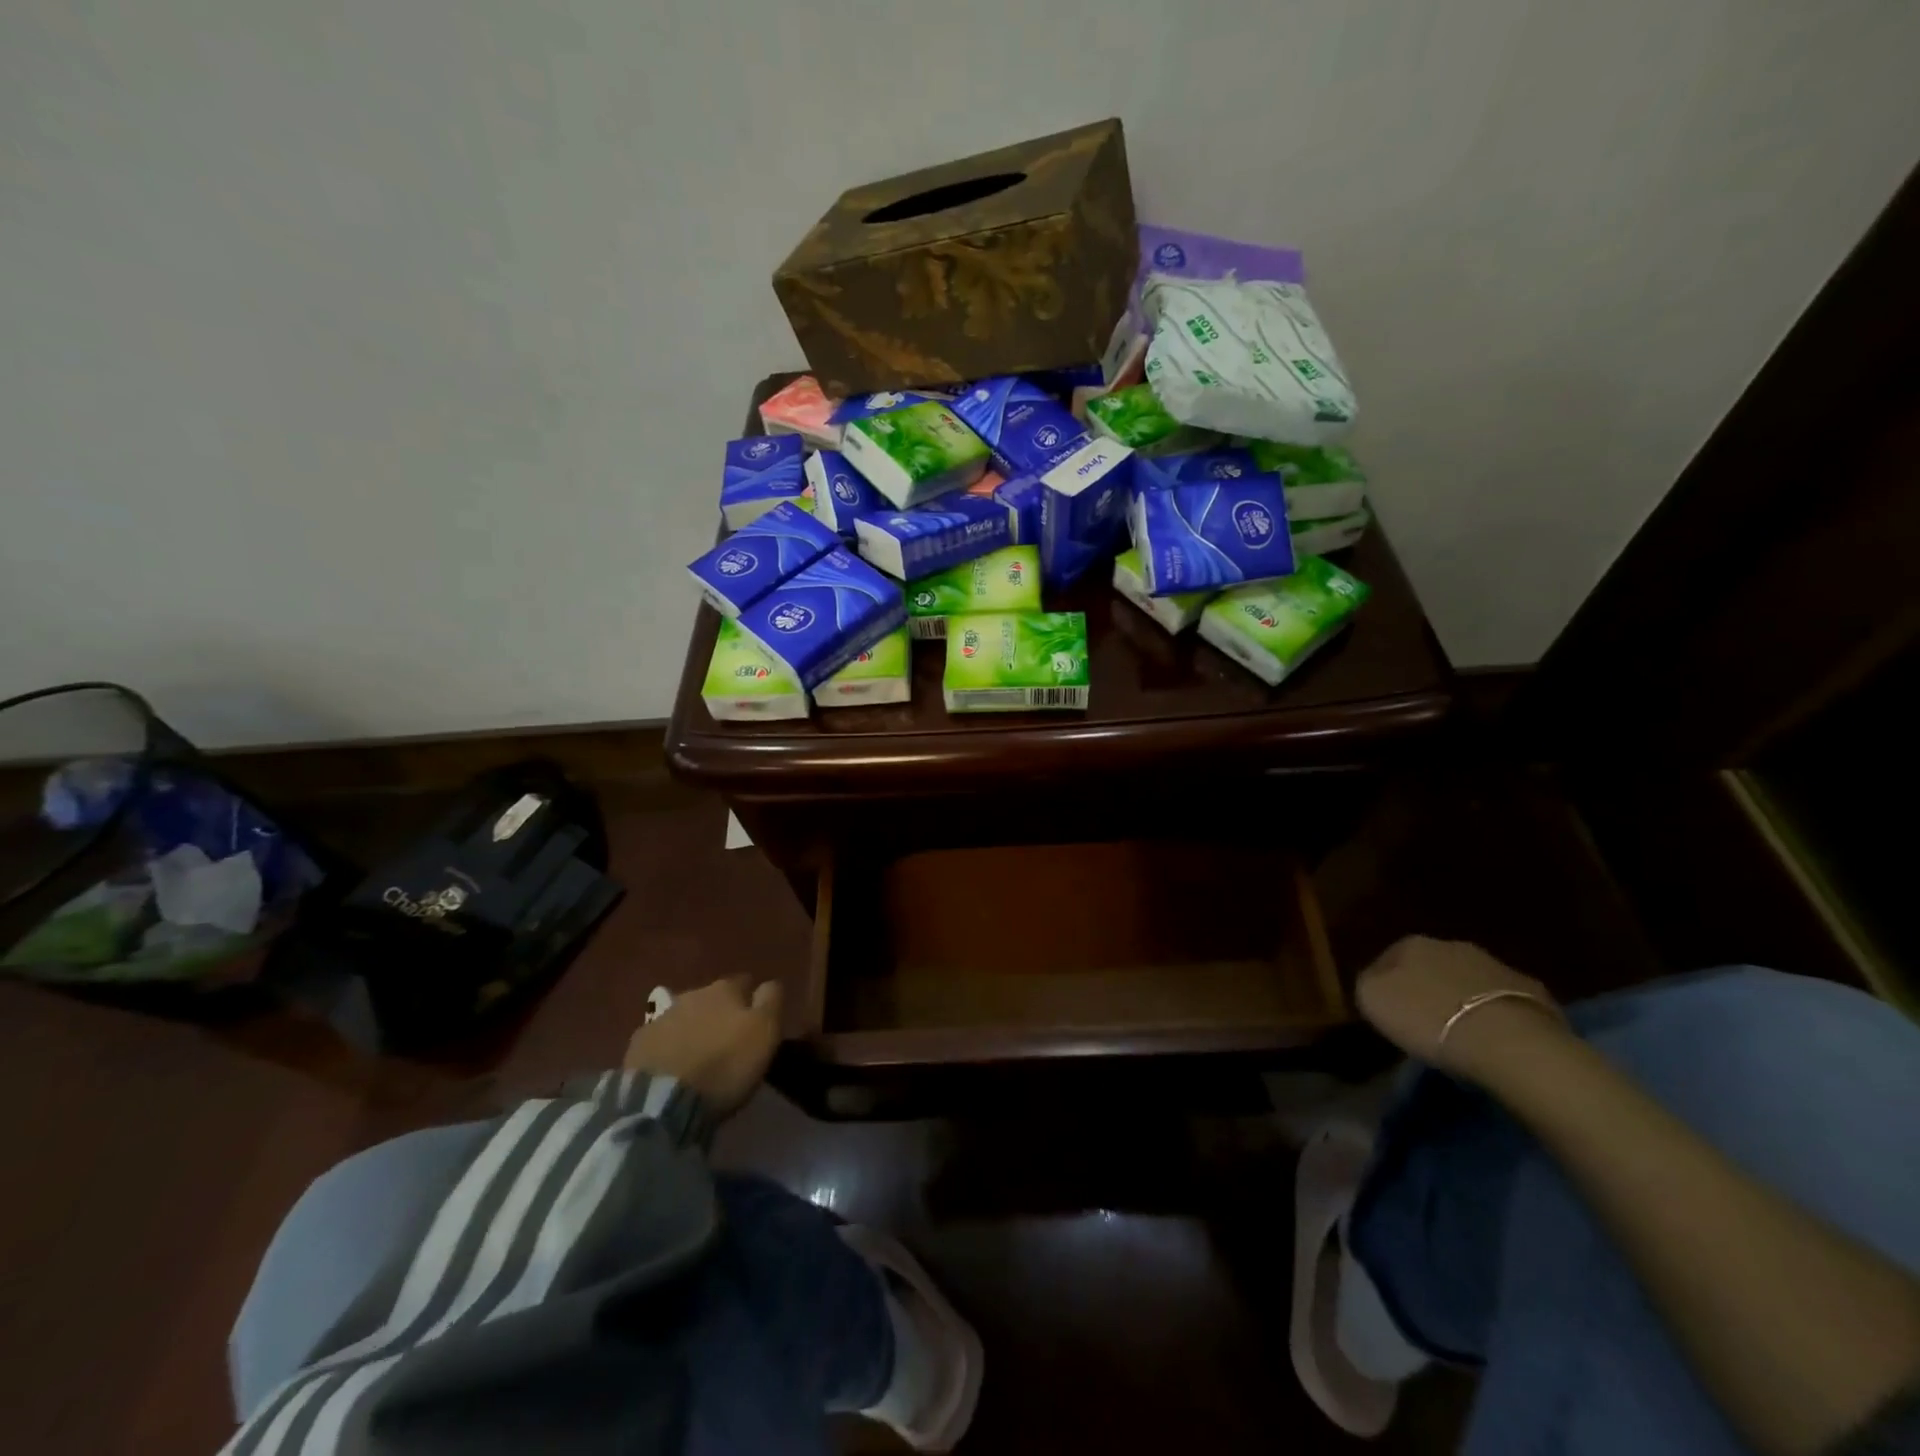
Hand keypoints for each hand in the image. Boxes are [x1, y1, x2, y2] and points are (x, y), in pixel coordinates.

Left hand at [623, 976, 783, 1117]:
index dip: (751, 998)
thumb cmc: (725, 1064)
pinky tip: (672, 1066)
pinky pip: (660, 1039)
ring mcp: (661, 1018)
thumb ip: (771, 1000)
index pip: (744, 982)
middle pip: (711, 998)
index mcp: (724, 989)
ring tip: (699, 1054)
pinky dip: (668, 1047)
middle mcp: (691, 994)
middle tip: (727, 1038)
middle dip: (719, 1012)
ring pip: (684, 1016)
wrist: (664, 1100)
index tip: (756, 1018)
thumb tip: (770, 983)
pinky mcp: (638, 1045)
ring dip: (693, 1028)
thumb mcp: (765, 1031)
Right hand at [1355, 935, 1567, 1081]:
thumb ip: (1368, 983)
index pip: (1388, 959)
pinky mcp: (1534, 993)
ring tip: (1460, 1031)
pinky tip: (1493, 1038)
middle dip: (1427, 987)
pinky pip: (1502, 1002)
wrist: (1508, 1041)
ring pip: (1468, 981)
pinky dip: (1495, 1015)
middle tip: (1424, 1020)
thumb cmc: (1429, 1018)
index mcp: (1412, 944)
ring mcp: (1496, 966)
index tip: (1387, 1012)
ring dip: (1462, 999)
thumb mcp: (1373, 1000)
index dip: (1384, 984)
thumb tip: (1376, 981)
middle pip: (1432, 966)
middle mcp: (1452, 945)